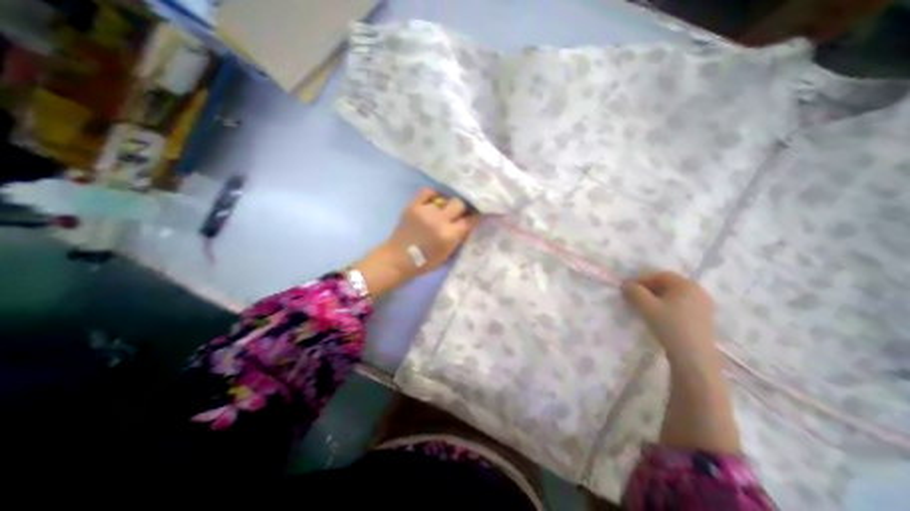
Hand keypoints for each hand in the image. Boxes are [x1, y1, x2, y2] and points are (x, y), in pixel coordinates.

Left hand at [351, 189, 477, 296]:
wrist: (398, 259)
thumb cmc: (424, 262)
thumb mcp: (447, 255)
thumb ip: (458, 239)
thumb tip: (467, 225)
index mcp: (449, 235)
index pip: (470, 220)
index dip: (477, 216)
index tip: (479, 214)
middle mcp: (439, 220)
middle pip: (459, 203)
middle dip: (461, 209)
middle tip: (458, 214)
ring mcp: (425, 211)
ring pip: (444, 199)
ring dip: (445, 206)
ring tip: (441, 212)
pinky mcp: (413, 206)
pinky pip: (427, 191)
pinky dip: (433, 195)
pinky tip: (433, 201)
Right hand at [623, 271, 722, 363]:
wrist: (694, 357)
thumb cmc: (670, 326)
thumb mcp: (646, 307)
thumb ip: (634, 292)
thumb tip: (625, 284)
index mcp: (687, 285)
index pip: (660, 275)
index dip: (642, 280)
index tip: (630, 290)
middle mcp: (698, 291)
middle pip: (668, 285)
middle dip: (649, 290)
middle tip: (635, 299)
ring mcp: (703, 306)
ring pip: (674, 296)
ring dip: (657, 299)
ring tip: (645, 309)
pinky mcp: (703, 319)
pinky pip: (681, 306)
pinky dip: (667, 307)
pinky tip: (659, 318)